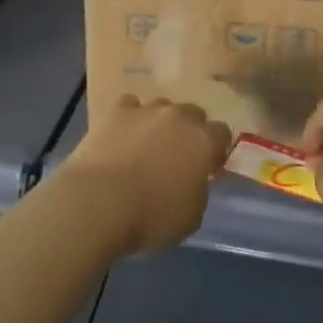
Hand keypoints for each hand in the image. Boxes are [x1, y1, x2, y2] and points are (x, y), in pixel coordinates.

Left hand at [59, 96, 231, 255]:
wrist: (100, 202)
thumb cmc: (152, 216)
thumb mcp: (191, 216)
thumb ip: (199, 191)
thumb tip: (193, 180)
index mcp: (203, 141)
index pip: (222, 133)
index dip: (216, 149)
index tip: (208, 167)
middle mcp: (179, 117)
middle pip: (193, 113)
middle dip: (190, 131)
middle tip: (178, 157)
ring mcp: (146, 110)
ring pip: (162, 107)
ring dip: (160, 123)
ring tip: (147, 146)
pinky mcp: (116, 111)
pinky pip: (130, 105)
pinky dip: (129, 117)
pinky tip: (122, 134)